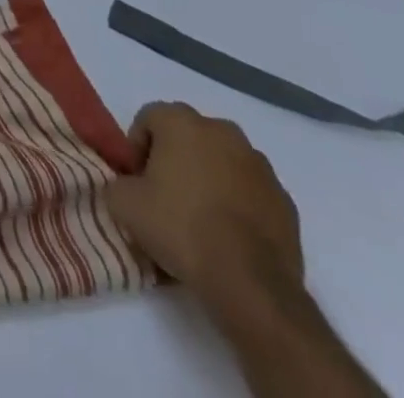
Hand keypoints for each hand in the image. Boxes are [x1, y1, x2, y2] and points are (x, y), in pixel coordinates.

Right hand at [104, 102, 302, 303]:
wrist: (251, 285)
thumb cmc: (181, 228)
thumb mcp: (124, 204)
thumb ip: (117, 182)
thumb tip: (127, 185)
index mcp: (182, 121)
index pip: (149, 118)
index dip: (137, 147)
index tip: (137, 181)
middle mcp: (223, 131)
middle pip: (188, 135)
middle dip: (175, 158)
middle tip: (165, 195)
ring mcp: (260, 166)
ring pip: (223, 161)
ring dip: (210, 178)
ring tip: (200, 219)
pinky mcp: (286, 202)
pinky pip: (251, 191)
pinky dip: (239, 203)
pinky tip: (229, 236)